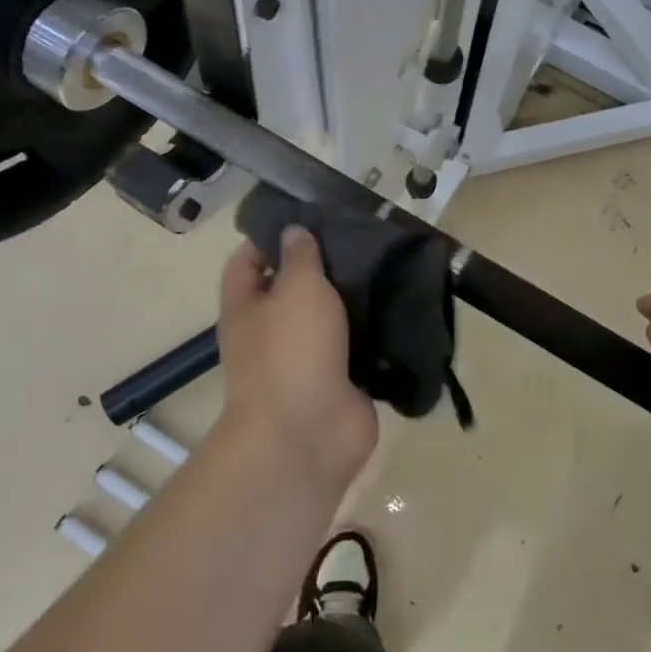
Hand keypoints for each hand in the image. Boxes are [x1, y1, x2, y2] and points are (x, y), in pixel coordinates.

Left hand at [216, 227, 378, 487]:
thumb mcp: (296, 288)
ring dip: (355, 299)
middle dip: (324, 266)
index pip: (248, 261)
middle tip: (362, 238)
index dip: (270, 237)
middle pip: (294, 289)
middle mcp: (273, 331)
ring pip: (331, 319)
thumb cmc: (291, 350)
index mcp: (247, 307)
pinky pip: (359, 348)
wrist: (308, 434)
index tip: (308, 218)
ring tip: (389, 264)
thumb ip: (300, 257)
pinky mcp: (341, 381)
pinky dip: (377, 332)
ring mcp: (307, 359)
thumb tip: (293, 231)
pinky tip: (403, 306)